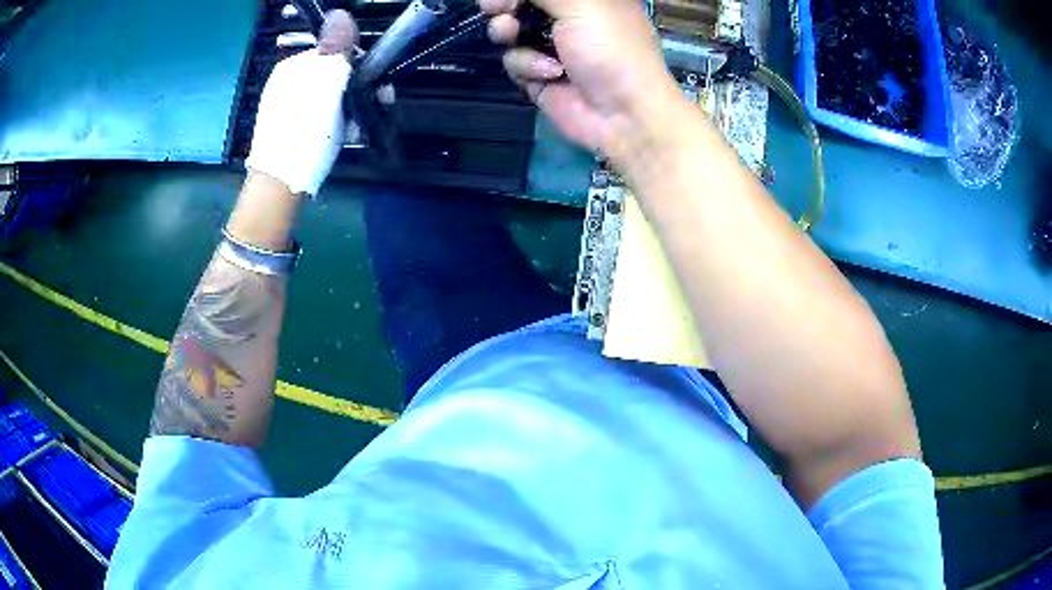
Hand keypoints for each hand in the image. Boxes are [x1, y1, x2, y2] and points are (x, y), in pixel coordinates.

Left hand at [245, 10, 357, 196]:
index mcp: (294, 66)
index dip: (361, 66)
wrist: (281, 187)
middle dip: (357, 90)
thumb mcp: (326, 85)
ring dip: (349, 109)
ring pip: (330, 97)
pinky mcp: (290, 128)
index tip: (378, 88)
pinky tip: (339, 137)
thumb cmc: (305, 133)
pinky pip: (320, 115)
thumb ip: (337, 49)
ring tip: (353, 130)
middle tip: (371, 111)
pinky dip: (335, 123)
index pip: (337, 52)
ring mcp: (287, 106)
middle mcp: (288, 82)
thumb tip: (341, 12)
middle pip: (335, 75)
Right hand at [481, 0, 684, 162]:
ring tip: (512, 34)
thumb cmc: (611, 50)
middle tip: (499, 9)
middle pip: (519, 5)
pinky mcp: (538, 74)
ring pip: (509, 31)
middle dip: (505, 7)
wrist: (623, 115)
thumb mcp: (583, 5)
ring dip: (508, 33)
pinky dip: (526, 65)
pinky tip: (549, 74)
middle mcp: (568, 17)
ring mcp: (551, 46)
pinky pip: (514, 61)